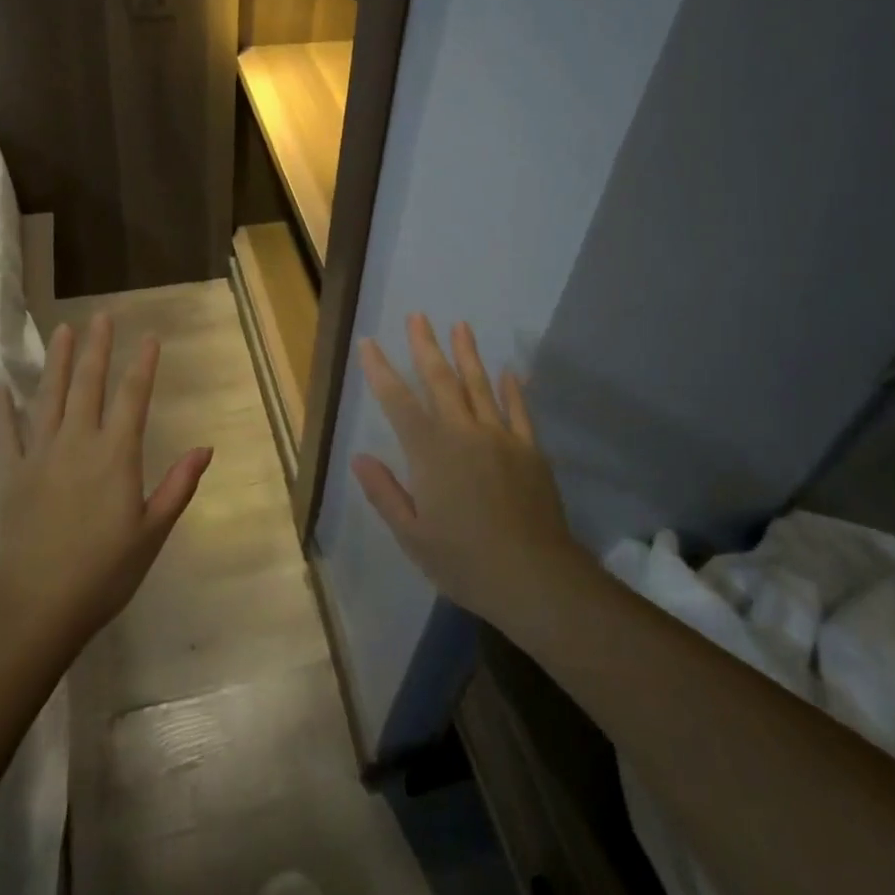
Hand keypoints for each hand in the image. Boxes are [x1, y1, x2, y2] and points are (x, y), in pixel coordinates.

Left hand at [0, 315, 212, 645]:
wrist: (32, 610)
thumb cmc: (102, 574)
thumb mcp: (152, 533)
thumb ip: (177, 486)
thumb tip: (205, 448)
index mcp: (115, 456)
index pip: (133, 397)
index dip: (143, 364)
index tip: (150, 336)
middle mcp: (77, 443)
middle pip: (88, 384)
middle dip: (97, 348)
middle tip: (101, 316)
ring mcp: (38, 456)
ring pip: (48, 397)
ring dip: (57, 362)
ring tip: (62, 331)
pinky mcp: (9, 476)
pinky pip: (5, 434)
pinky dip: (3, 408)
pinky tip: (0, 386)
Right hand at [353, 315, 586, 630]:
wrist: (535, 578)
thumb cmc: (465, 562)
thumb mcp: (413, 536)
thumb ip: (385, 493)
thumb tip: (359, 458)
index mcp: (430, 453)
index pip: (398, 402)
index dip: (380, 370)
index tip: (369, 343)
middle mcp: (463, 433)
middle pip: (440, 381)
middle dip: (426, 346)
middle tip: (418, 316)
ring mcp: (500, 438)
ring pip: (479, 386)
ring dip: (467, 354)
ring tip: (460, 325)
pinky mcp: (529, 449)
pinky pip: (518, 411)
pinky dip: (512, 389)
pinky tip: (509, 371)